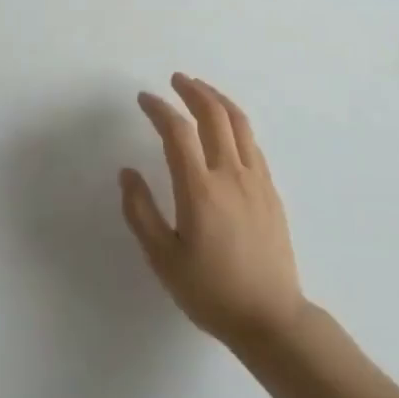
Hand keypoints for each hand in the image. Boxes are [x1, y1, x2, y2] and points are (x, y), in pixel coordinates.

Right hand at [120, 74, 306, 351]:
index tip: (144, 99)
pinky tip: (227, 127)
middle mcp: (230, 174)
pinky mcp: (271, 189)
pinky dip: (236, 122)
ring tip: (201, 89)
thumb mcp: (164, 260)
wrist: (271, 317)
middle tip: (176, 80)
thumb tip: (127, 173)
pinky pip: (252, 142)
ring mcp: (256, 179)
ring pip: (239, 122)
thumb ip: (141, 213)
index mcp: (200, 189)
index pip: (177, 132)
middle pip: (213, 115)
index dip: (159, 109)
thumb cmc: (211, 292)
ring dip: (217, 99)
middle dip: (192, 91)